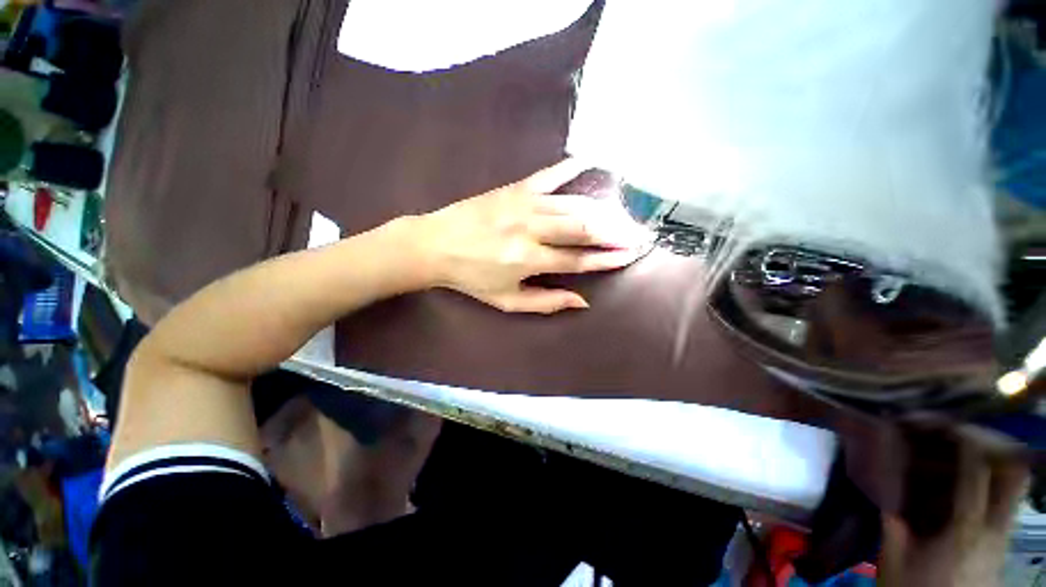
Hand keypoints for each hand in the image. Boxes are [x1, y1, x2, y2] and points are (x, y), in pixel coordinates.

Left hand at [415, 159, 650, 313]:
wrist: (434, 245)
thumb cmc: (471, 278)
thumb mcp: (506, 301)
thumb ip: (545, 303)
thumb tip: (582, 301)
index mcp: (528, 260)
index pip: (579, 260)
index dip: (608, 258)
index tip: (631, 255)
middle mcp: (531, 230)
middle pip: (584, 228)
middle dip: (616, 232)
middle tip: (638, 234)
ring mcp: (523, 204)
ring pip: (574, 204)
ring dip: (604, 210)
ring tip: (624, 215)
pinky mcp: (514, 188)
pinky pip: (550, 175)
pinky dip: (573, 168)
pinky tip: (595, 162)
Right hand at [878, 425, 1028, 586]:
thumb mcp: (893, 554)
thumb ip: (893, 514)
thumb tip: (885, 475)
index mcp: (966, 528)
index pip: (978, 470)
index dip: (964, 439)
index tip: (942, 422)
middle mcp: (995, 527)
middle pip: (1015, 473)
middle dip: (995, 445)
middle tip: (965, 433)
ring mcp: (1003, 537)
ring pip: (1015, 488)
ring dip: (995, 463)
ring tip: (967, 453)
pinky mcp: (1002, 545)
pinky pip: (1006, 504)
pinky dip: (992, 486)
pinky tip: (968, 487)